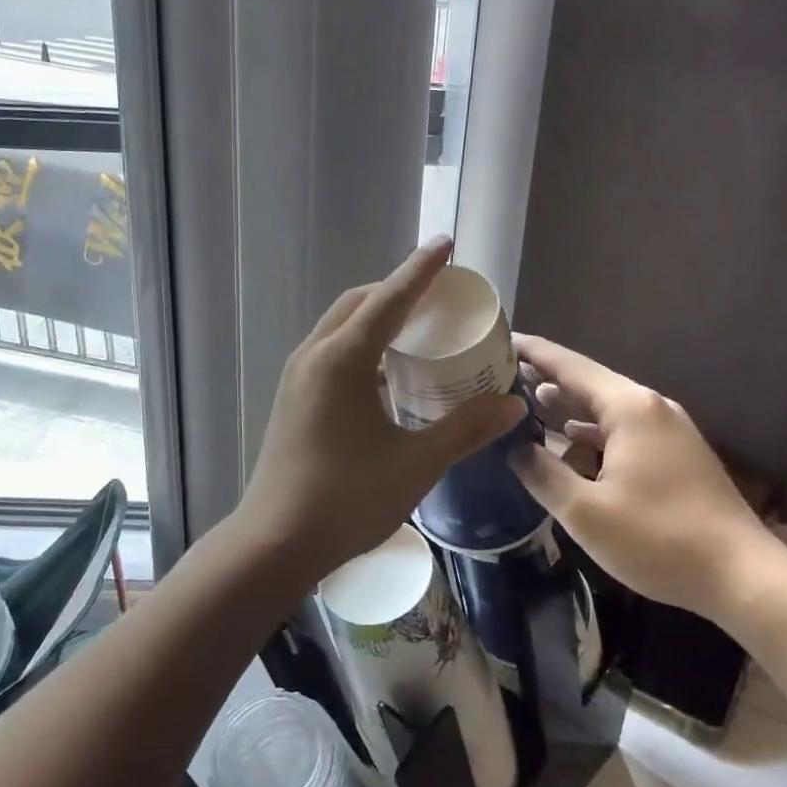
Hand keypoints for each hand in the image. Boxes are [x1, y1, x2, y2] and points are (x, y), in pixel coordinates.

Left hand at [232, 239, 526, 585]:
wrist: (275, 541)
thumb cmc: (347, 499)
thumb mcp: (417, 463)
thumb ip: (466, 428)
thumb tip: (512, 406)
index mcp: (342, 360)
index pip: (389, 299)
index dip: (421, 271)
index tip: (445, 245)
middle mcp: (314, 356)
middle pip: (359, 303)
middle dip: (398, 290)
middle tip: (439, 295)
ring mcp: (298, 376)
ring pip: (341, 326)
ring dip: (377, 316)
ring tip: (417, 327)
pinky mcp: (293, 397)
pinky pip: (332, 351)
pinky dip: (362, 344)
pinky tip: (388, 371)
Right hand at [510, 335, 786, 627]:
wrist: (744, 577)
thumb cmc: (659, 539)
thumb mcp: (585, 512)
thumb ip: (542, 473)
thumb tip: (514, 447)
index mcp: (628, 408)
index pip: (567, 365)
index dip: (530, 351)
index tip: (496, 340)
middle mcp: (649, 408)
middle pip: (586, 383)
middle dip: (542, 381)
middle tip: (497, 381)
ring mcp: (668, 431)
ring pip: (604, 409)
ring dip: (566, 410)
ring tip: (523, 410)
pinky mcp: (676, 455)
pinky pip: (622, 431)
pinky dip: (590, 434)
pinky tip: (568, 449)